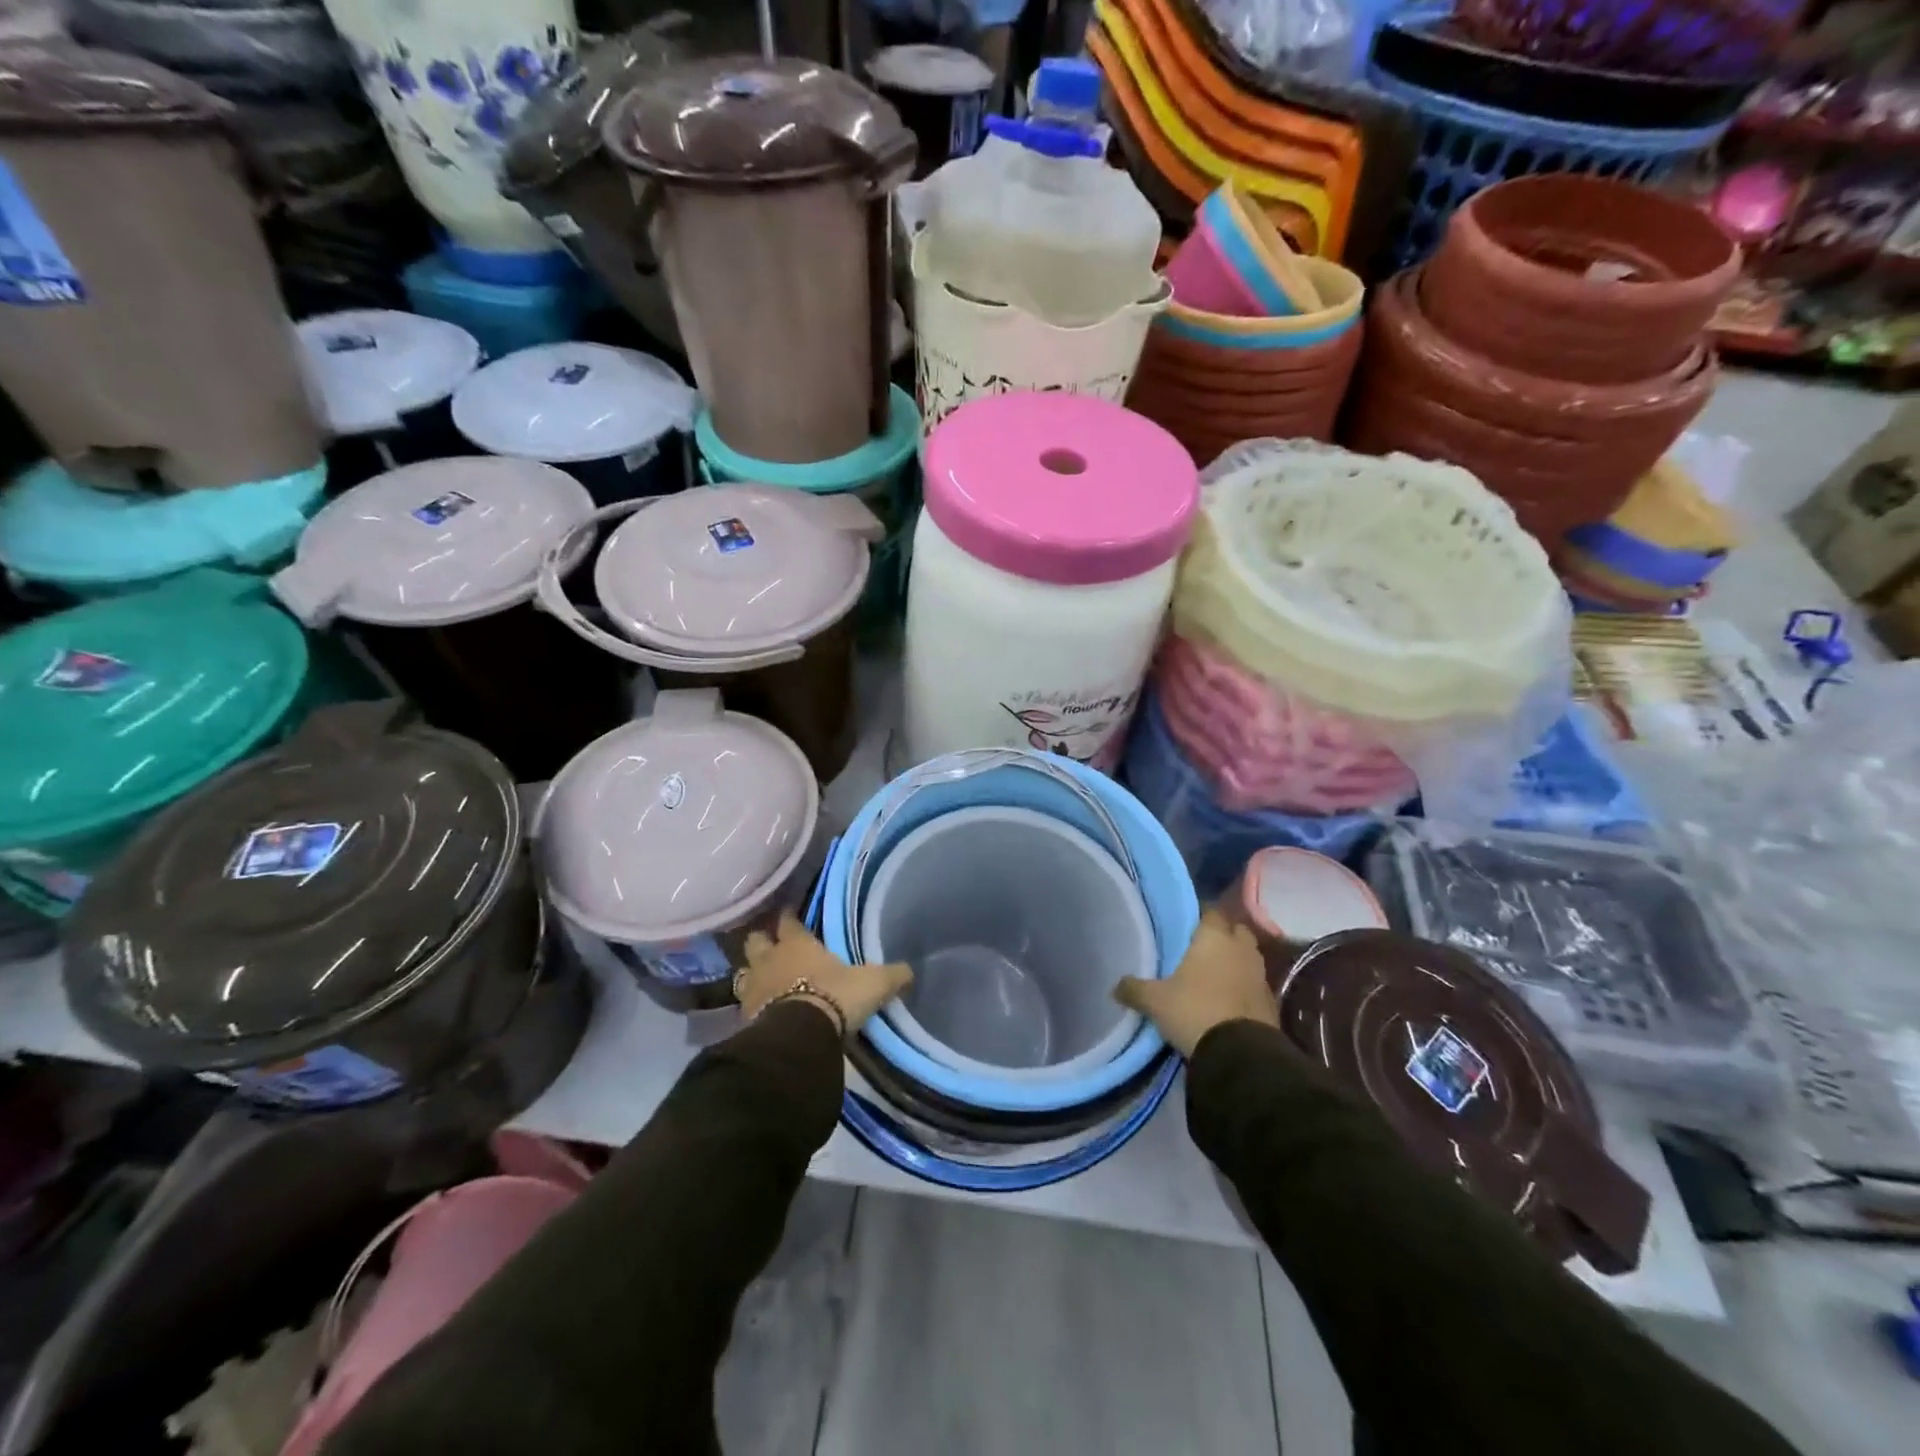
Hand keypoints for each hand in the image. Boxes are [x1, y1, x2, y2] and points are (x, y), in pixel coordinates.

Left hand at [737, 913, 911, 1035]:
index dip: (789, 917)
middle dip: (762, 940)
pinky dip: (752, 1004)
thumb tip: (910, 971)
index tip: (791, 914)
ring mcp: (753, 988)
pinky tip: (762, 1010)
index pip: (788, 921)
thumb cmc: (835, 997)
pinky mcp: (744, 1017)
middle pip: (756, 940)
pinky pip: (744, 1003)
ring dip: (753, 973)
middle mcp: (770, 959)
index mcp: (797, 943)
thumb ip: (891, 975)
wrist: (799, 1038)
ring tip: (764, 978)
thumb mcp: (873, 984)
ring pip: (745, 971)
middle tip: (772, 944)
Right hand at [1115, 910, 1277, 1058]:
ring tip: (1214, 974)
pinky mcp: (1272, 1002)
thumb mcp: (1155, 1002)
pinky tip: (1229, 999)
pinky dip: (1244, 987)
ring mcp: (1260, 975)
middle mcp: (1241, 949)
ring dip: (1236, 961)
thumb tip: (1115, 986)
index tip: (1186, 926)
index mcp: (1214, 938)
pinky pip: (1255, 984)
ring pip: (1248, 957)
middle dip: (1223, 935)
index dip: (1200, 917)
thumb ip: (1134, 989)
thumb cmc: (1194, 1011)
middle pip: (1236, 930)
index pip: (1211, 912)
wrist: (1241, 1055)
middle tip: (1201, 948)